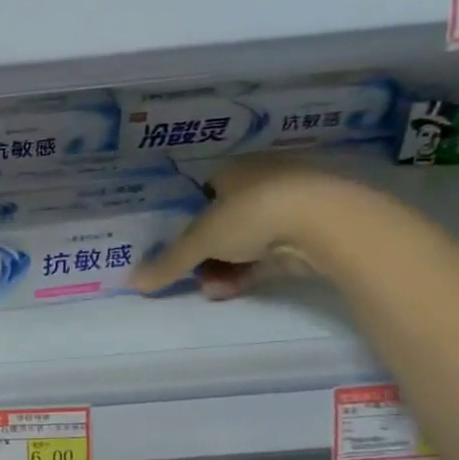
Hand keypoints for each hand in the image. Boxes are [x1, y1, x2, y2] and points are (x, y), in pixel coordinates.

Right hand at [129, 156, 369, 299]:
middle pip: (224, 223)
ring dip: (224, 268)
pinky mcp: (310, 233)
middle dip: (206, 254)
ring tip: (212, 290)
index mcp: (235, 169)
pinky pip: (269, 256)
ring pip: (247, 242)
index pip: (204, 194)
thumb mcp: (200, 240)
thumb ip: (168, 262)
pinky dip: (249, 273)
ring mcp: (291, 207)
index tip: (180, 249)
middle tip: (193, 276)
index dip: (190, 223)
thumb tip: (132, 282)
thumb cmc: (253, 214)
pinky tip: (232, 290)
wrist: (325, 223)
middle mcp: (263, 182)